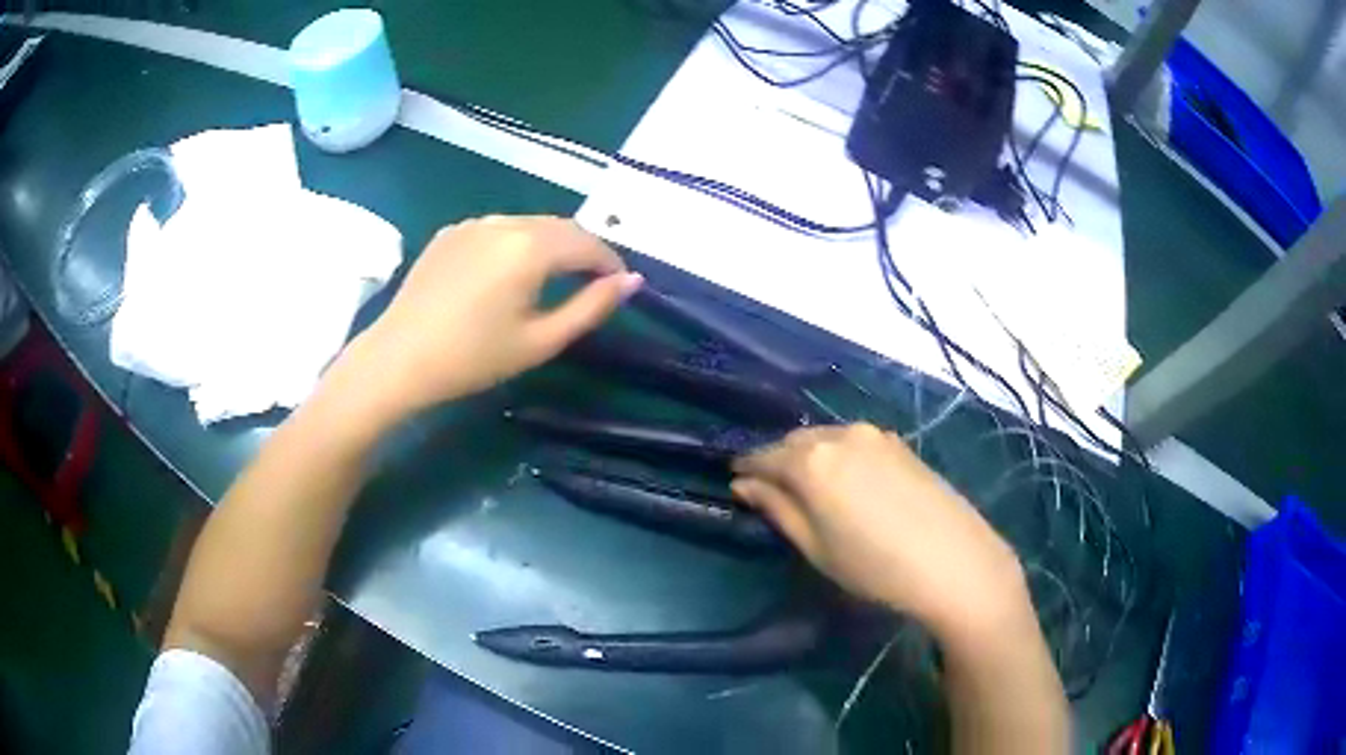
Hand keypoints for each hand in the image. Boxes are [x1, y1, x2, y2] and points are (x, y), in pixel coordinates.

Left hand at [340, 216, 640, 421]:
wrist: (399, 359)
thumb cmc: (474, 358)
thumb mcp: (541, 341)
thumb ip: (592, 307)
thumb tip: (632, 281)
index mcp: (531, 247)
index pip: (589, 243)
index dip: (611, 263)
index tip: (621, 287)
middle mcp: (506, 222)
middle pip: (561, 227)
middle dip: (584, 250)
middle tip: (594, 283)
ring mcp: (475, 223)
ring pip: (530, 224)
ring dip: (552, 244)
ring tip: (556, 276)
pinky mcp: (451, 232)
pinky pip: (499, 228)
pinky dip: (518, 243)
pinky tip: (509, 272)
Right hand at [732, 424, 1029, 641]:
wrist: (953, 561)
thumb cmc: (874, 567)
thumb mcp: (816, 547)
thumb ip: (777, 509)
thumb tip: (744, 485)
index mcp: (810, 461)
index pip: (762, 456)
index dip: (746, 469)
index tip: (735, 482)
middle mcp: (839, 435)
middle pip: (794, 442)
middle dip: (777, 461)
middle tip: (770, 490)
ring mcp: (873, 435)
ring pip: (825, 438)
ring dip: (808, 456)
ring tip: (808, 487)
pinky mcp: (898, 443)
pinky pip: (852, 441)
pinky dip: (837, 455)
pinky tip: (845, 481)